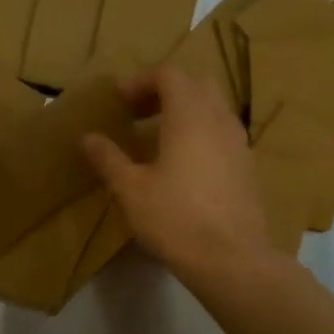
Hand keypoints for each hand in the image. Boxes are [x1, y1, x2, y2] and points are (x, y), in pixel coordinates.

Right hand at [82, 65, 272, 278]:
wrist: (231, 258)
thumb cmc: (174, 218)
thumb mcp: (131, 189)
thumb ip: (108, 158)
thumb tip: (87, 137)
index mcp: (189, 115)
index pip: (168, 74)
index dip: (140, 81)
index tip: (118, 100)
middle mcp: (218, 119)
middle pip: (196, 84)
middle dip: (166, 90)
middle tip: (139, 113)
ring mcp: (238, 142)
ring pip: (213, 108)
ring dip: (185, 111)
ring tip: (158, 137)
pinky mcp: (247, 166)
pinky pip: (222, 133)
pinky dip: (200, 132)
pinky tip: (183, 163)